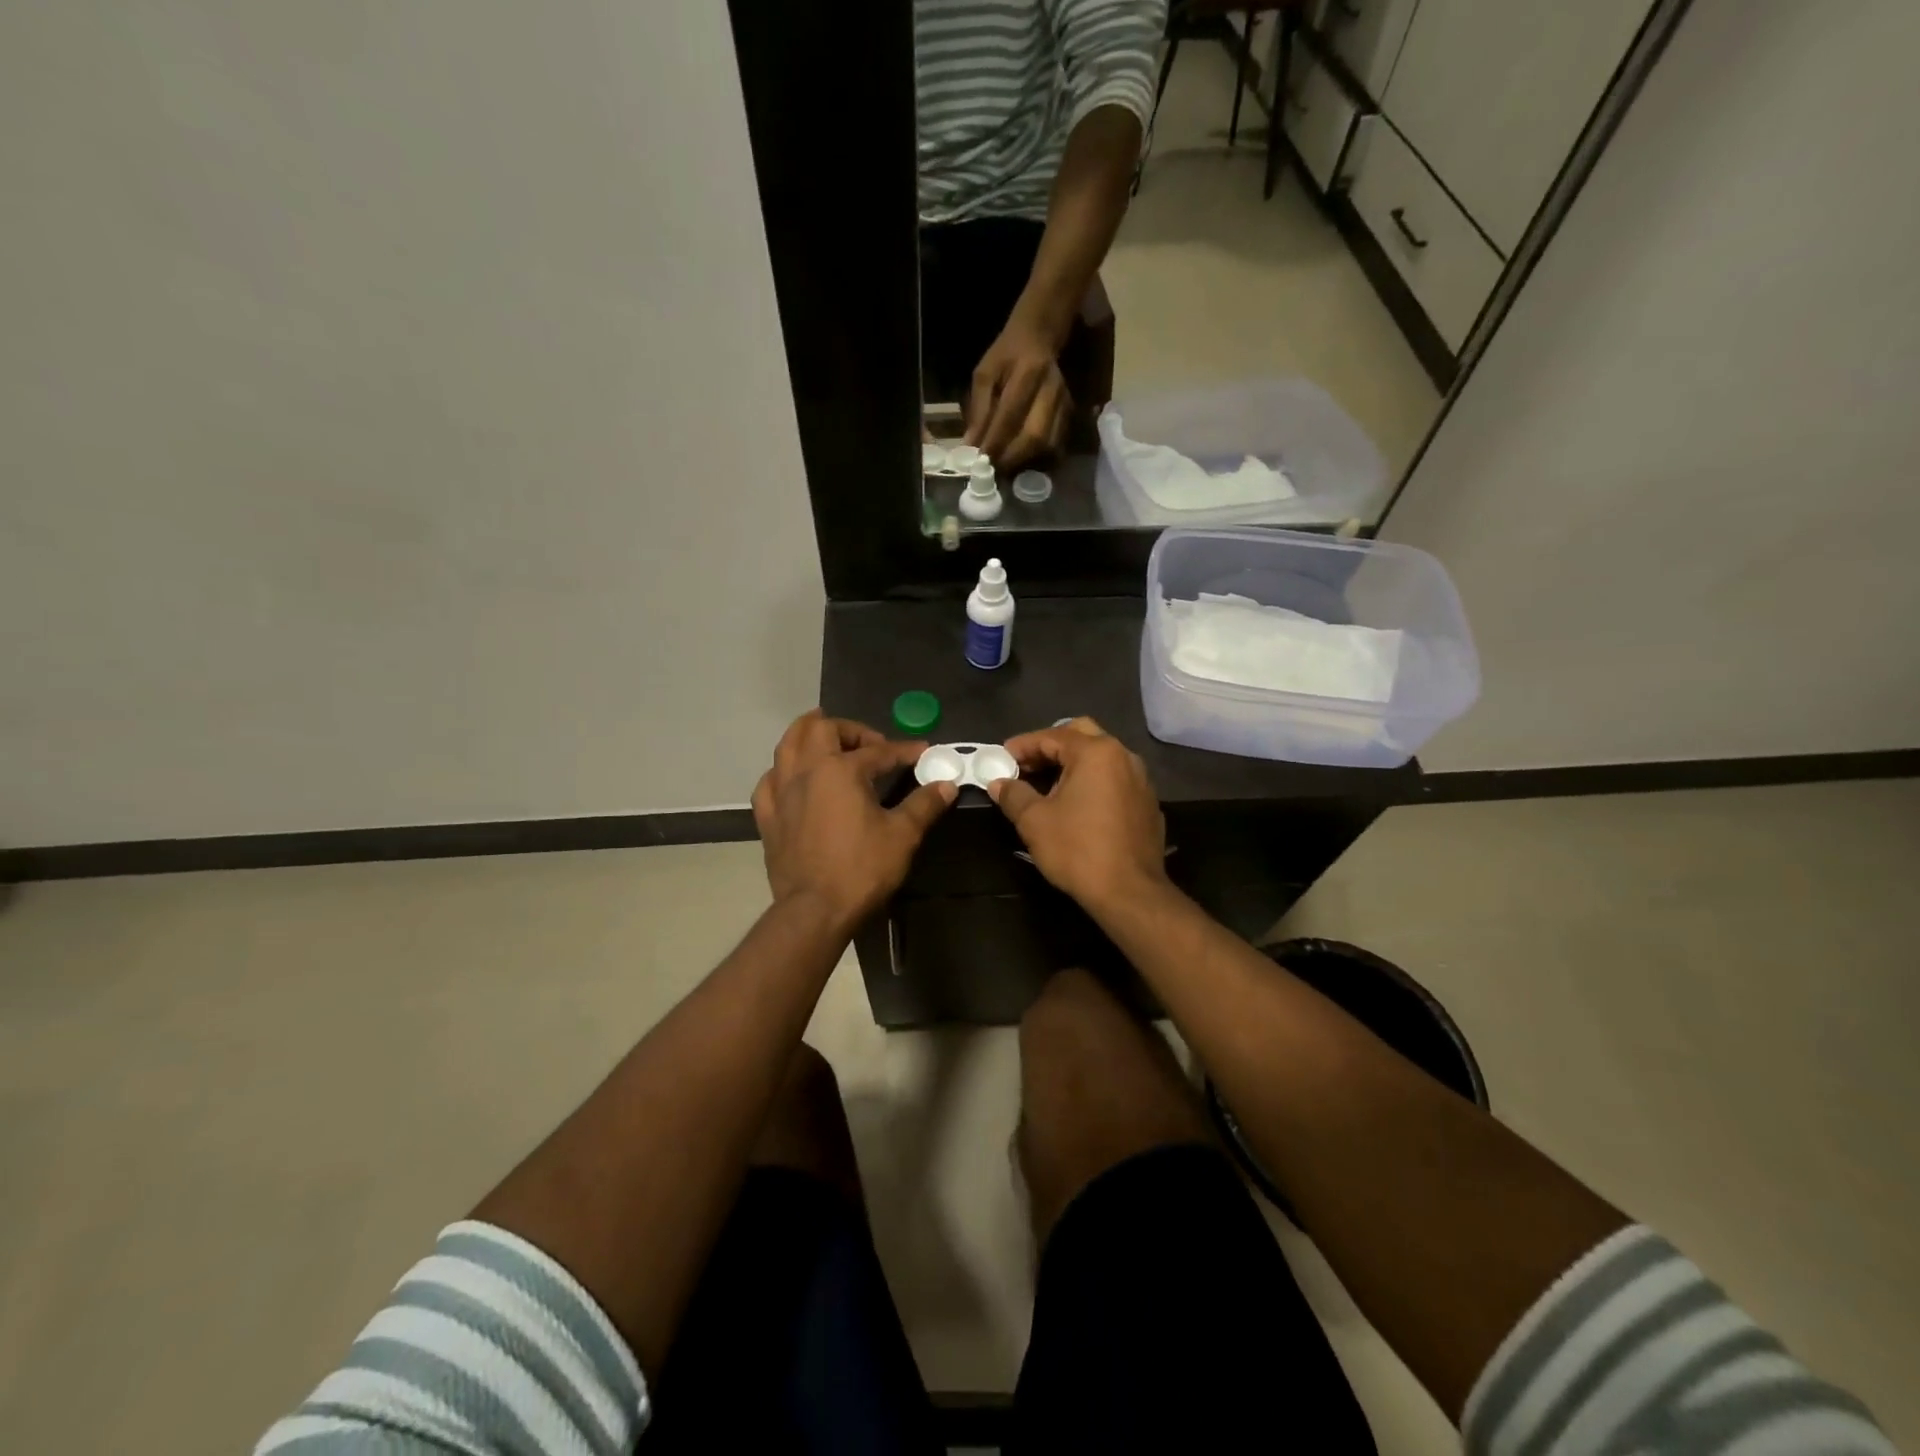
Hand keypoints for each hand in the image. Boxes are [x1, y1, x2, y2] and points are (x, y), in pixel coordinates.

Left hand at [752, 711, 955, 927]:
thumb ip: (924, 804)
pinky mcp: (768, 817)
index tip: (923, 753)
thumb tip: (946, 785)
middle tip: (869, 743)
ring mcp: (781, 793)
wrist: (815, 910)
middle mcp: (806, 771)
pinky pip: (769, 781)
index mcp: (840, 770)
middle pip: (820, 729)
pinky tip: (792, 779)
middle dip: (848, 728)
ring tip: (823, 736)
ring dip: (807, 735)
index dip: (903, 750)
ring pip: (786, 746)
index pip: (878, 751)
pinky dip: (782, 772)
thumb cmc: (861, 869)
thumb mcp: (902, 835)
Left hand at [966, 315, 1071, 468]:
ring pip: (1048, 444)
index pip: (1011, 415)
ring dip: (1025, 461)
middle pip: (1035, 436)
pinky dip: (1038, 458)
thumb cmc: (1007, 355)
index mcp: (1028, 372)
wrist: (1039, 336)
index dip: (995, 442)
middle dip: (1012, 458)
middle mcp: (1051, 389)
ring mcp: (1064, 402)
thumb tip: (971, 446)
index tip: (980, 461)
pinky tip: (1022, 460)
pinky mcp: (1069, 413)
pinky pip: (1056, 444)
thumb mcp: (985, 374)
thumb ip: (978, 410)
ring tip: (1005, 468)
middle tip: (993, 470)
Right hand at [988, 717, 1168, 910]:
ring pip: (1101, 758)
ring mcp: (1141, 780)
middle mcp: (1124, 757)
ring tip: (1048, 786)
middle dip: (1051, 746)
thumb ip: (1014, 794)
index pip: (1052, 736)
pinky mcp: (1148, 804)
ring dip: (1073, 764)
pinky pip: (1115, 781)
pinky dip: (1093, 783)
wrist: (1129, 893)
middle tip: (1027, 765)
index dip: (1022, 745)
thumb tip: (999, 783)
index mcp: (1096, 752)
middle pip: (1081, 735)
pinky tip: (1077, 807)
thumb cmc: (1078, 849)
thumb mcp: (1034, 821)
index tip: (1000, 758)